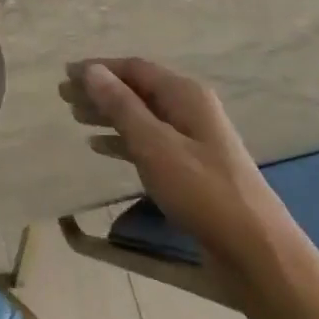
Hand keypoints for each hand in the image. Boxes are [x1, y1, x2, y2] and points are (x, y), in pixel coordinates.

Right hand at [63, 58, 292, 282]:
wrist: (254, 249)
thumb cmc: (202, 192)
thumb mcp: (155, 145)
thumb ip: (122, 106)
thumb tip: (91, 70)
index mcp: (185, 95)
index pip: (134, 68)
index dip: (99, 69)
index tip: (65, 74)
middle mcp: (190, 109)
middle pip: (137, 90)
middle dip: (100, 90)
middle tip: (63, 96)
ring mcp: (192, 139)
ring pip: (141, 116)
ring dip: (109, 114)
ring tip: (75, 117)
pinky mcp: (190, 167)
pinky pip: (149, 142)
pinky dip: (123, 140)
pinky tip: (100, 147)